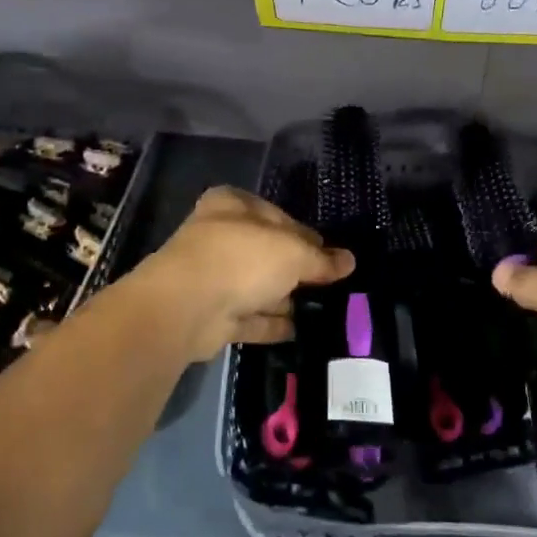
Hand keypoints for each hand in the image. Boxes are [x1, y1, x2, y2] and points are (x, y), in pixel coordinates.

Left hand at [138, 187, 353, 361]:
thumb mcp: (293, 252)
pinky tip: (300, 331)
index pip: (277, 215)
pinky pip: (250, 317)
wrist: (187, 307)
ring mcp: (212, 278)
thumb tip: (349, 261)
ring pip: (257, 286)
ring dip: (285, 298)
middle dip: (296, 269)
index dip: (305, 234)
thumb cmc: (242, 259)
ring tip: (323, 311)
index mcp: (232, 205)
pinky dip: (272, 323)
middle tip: (331, 285)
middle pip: (267, 252)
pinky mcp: (212, 315)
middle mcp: (219, 237)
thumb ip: (321, 259)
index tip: (331, 255)